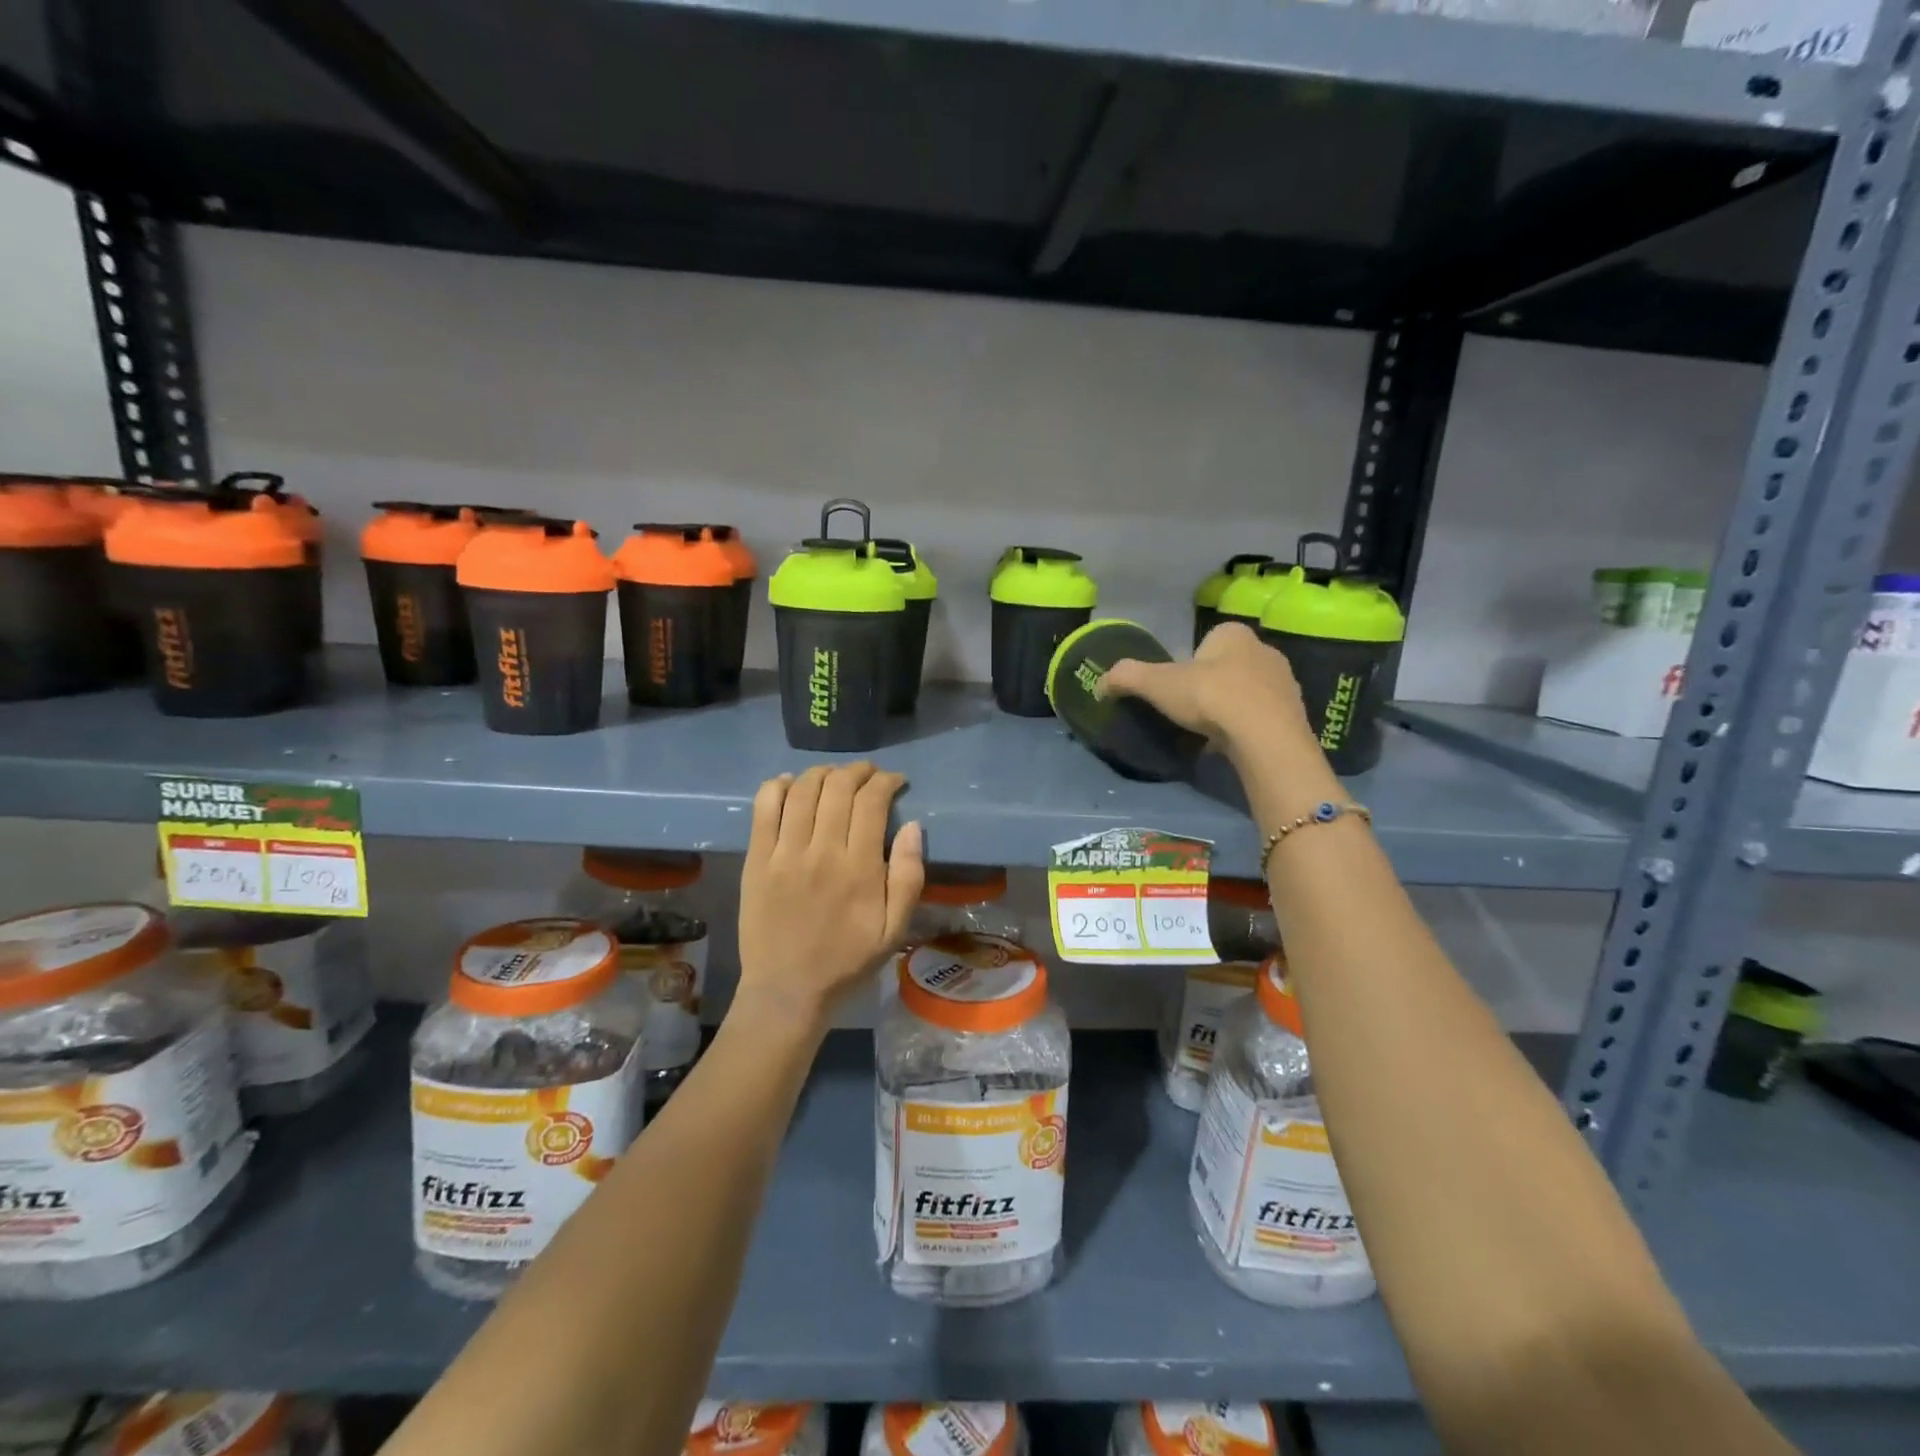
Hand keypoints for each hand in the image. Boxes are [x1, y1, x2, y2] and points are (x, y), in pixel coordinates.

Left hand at [735, 763, 924, 1032]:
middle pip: (838, 787)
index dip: (886, 781)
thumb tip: (913, 826)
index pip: (872, 802)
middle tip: (868, 775)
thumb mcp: (895, 928)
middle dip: (858, 771)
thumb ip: (909, 876)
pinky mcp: (756, 859)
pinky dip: (779, 786)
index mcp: (859, 868)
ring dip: (823, 772)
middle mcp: (821, 851)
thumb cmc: (847, 959)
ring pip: (803, 790)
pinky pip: (764, 808)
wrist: (788, 989)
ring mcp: (784, 853)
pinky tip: (792, 784)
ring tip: (835, 776)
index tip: (895, 781)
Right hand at [1100, 621, 1316, 758]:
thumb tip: (1099, 684)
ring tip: (1212, 732)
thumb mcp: (1156, 684)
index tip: (1178, 689)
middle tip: (1192, 712)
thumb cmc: (1210, 696)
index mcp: (1234, 634)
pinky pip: (1263, 717)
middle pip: (1228, 666)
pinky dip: (1248, 728)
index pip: (1206, 642)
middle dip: (1212, 685)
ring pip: (1248, 691)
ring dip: (1231, 707)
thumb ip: (1126, 677)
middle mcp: (1264, 650)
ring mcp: (1285, 682)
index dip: (1189, 664)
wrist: (1264, 736)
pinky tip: (1233, 745)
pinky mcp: (1295, 714)